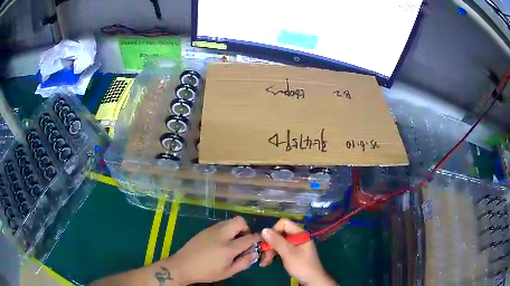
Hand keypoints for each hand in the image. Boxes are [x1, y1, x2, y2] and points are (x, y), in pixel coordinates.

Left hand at [165, 216, 259, 283]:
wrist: (183, 266)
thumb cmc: (206, 272)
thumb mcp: (228, 272)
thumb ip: (244, 262)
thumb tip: (254, 253)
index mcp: (228, 248)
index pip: (249, 237)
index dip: (257, 238)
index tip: (259, 242)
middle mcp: (221, 235)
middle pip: (239, 221)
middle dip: (246, 228)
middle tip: (244, 240)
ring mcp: (211, 230)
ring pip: (229, 221)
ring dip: (235, 228)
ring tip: (233, 242)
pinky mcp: (205, 230)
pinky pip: (220, 224)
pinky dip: (226, 230)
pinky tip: (221, 242)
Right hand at [259, 218, 335, 285]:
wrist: (312, 279)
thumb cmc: (301, 265)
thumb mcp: (288, 253)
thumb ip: (277, 241)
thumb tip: (264, 230)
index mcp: (300, 233)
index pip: (284, 223)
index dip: (274, 231)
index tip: (267, 242)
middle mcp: (298, 237)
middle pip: (280, 233)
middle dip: (270, 243)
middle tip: (263, 255)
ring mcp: (296, 245)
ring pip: (279, 242)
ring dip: (270, 251)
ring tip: (265, 262)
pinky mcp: (293, 252)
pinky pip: (281, 249)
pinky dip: (274, 254)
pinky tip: (268, 262)